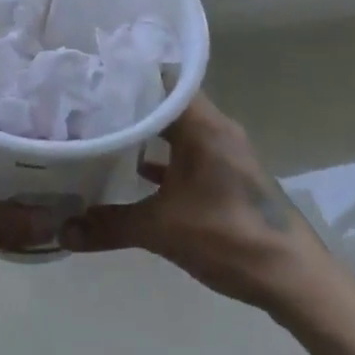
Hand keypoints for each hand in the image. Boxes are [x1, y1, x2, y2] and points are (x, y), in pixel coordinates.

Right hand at [59, 94, 331, 315]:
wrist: (293, 279)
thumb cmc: (229, 237)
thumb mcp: (162, 230)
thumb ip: (109, 225)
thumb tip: (61, 229)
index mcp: (204, 123)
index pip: (160, 79)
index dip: (125, 75)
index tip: (90, 74)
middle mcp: (215, 128)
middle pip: (165, 103)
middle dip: (127, 104)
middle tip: (84, 103)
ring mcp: (222, 152)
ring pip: (175, 129)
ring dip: (144, 132)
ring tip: (100, 131)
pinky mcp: (226, 175)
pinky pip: (186, 154)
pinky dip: (161, 158)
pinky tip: (131, 171)